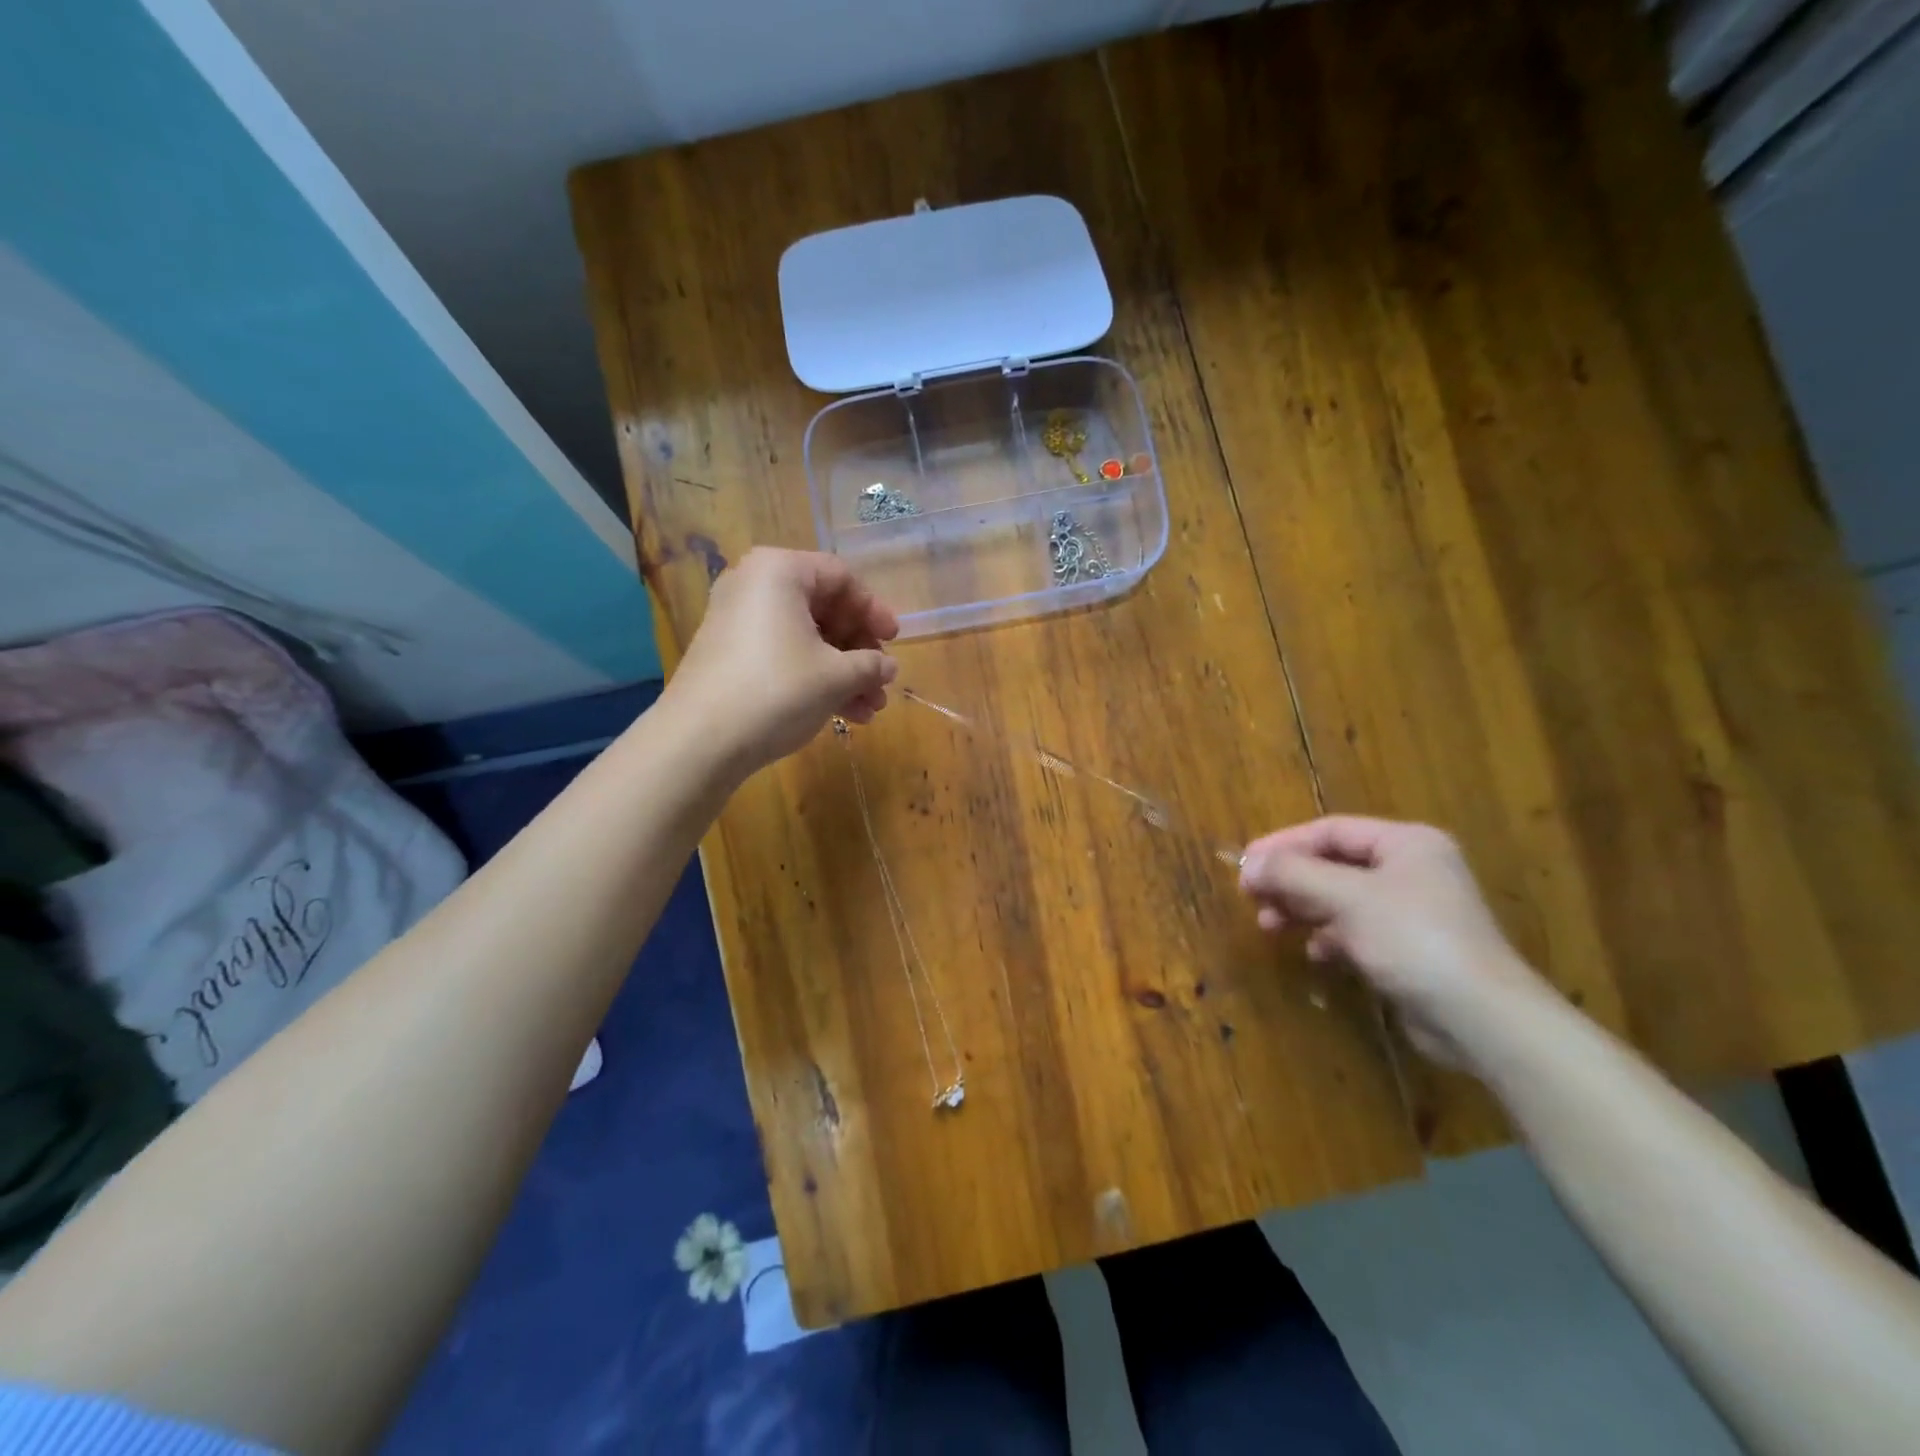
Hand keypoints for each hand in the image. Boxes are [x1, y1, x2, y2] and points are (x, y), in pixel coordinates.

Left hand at [665, 548, 899, 772]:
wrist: (700, 740)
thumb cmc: (778, 690)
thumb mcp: (837, 676)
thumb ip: (870, 665)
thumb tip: (887, 666)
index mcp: (780, 571)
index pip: (841, 577)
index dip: (874, 610)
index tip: (894, 641)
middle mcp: (755, 585)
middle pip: (824, 609)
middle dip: (859, 651)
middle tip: (881, 682)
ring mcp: (738, 621)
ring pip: (806, 638)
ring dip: (843, 673)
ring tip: (869, 709)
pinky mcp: (730, 655)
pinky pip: (783, 655)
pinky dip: (814, 679)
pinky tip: (844, 714)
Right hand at [1238, 816, 1543, 1065]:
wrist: (1480, 1018)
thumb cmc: (1412, 939)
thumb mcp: (1346, 897)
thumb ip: (1293, 874)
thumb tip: (1248, 864)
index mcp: (1406, 844)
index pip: (1331, 830)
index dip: (1284, 843)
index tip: (1245, 863)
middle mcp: (1411, 870)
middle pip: (1333, 864)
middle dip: (1290, 880)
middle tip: (1252, 896)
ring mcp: (1412, 912)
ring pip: (1340, 899)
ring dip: (1302, 909)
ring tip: (1269, 925)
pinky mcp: (1409, 950)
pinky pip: (1356, 931)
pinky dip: (1329, 937)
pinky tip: (1314, 953)